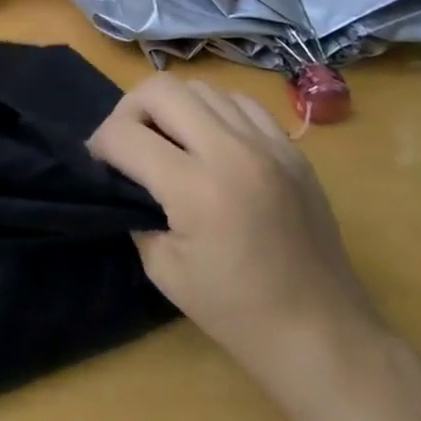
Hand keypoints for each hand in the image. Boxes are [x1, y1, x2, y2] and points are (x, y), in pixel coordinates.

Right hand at [88, 76, 384, 397]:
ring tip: (170, 142)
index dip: (99, 145)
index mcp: (196, 188)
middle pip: (160, 89)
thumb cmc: (235, 311)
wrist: (321, 332)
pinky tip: (212, 144)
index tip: (99, 164)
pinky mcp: (292, 148)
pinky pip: (240, 103)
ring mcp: (269, 143)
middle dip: (130, 111)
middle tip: (129, 144)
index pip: (124, 134)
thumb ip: (136, 211)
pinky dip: (215, 112)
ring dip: (173, 108)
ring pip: (201, 88)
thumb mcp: (163, 269)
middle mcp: (232, 151)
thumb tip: (125, 179)